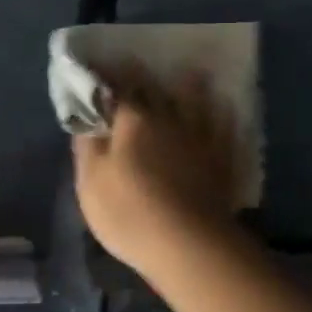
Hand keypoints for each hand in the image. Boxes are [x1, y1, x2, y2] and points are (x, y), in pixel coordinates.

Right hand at [72, 65, 241, 279]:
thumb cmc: (129, 212)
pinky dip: (222, 111)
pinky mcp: (222, 156)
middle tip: (140, 69)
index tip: (102, 70)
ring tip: (190, 73)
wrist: (188, 243)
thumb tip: (86, 121)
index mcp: (135, 120)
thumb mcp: (90, 184)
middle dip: (146, 78)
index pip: (121, 87)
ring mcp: (201, 135)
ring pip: (196, 100)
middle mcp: (171, 118)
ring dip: (190, 85)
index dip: (110, 77)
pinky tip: (224, 105)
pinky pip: (224, 124)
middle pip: (158, 90)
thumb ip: (88, 147)